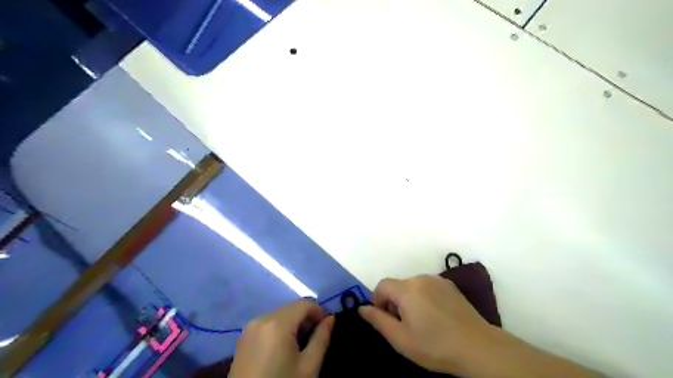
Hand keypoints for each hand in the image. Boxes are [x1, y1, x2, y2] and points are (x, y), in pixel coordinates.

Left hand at [230, 301, 334, 377]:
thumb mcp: (308, 367)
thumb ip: (321, 338)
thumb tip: (331, 319)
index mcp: (278, 323)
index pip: (305, 304)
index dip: (319, 312)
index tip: (327, 327)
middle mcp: (262, 318)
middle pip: (291, 307)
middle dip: (306, 317)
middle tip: (316, 336)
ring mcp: (250, 327)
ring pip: (280, 313)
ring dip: (294, 322)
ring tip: (301, 343)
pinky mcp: (243, 337)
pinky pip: (268, 322)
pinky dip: (280, 327)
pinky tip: (284, 346)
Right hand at [357, 274, 492, 374]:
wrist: (478, 347)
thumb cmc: (435, 346)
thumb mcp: (401, 339)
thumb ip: (378, 320)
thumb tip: (362, 308)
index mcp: (406, 289)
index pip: (382, 285)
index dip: (377, 300)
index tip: (384, 319)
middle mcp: (420, 278)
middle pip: (397, 285)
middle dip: (393, 302)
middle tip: (403, 325)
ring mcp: (437, 280)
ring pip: (412, 286)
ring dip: (409, 299)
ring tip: (420, 322)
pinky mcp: (450, 285)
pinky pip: (427, 287)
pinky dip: (423, 297)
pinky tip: (435, 316)